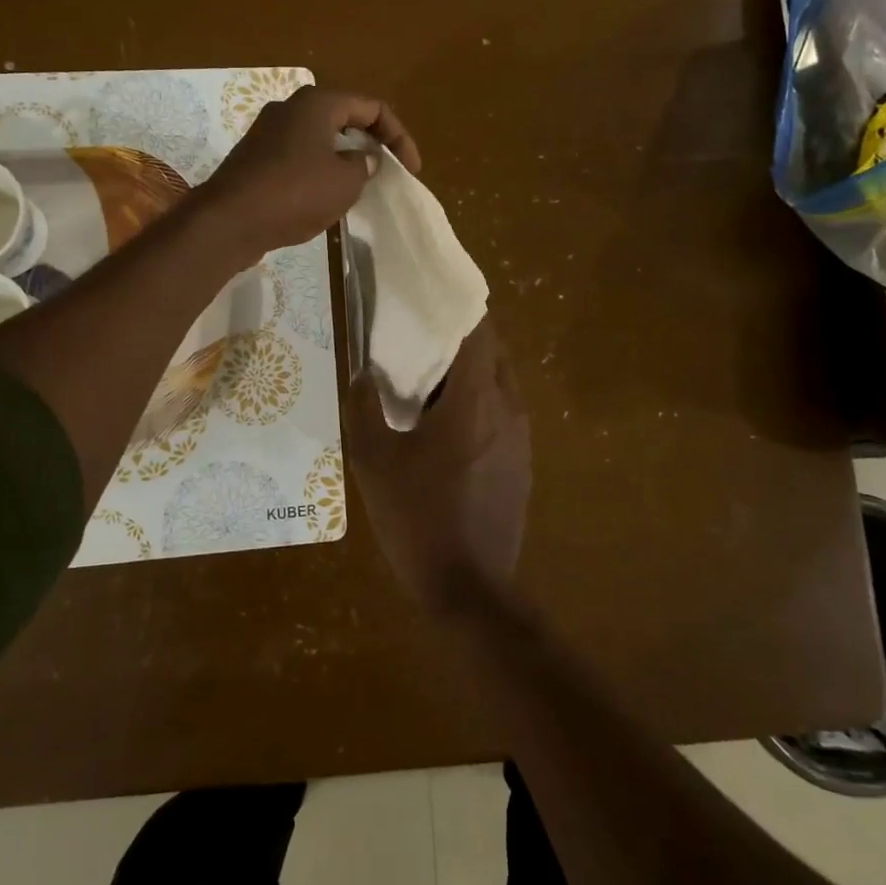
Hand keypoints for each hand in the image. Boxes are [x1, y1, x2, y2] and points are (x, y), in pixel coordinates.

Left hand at [199, 86, 419, 265]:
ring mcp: (268, 133)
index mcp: (317, 103)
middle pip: (344, 119)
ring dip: (343, 161)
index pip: (372, 107)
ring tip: (358, 188)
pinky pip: (298, 159)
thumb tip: (364, 159)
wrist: (229, 220)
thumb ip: (364, 165)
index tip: (410, 170)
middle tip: (385, 174)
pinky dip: (318, 173)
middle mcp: (290, 109)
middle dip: (370, 145)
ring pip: (319, 140)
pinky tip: (323, 200)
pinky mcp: (255, 159)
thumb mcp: (345, 181)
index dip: (398, 137)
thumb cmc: (295, 193)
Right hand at [345, 320, 531, 615]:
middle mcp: (508, 409)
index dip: (457, 306)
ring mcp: (521, 438)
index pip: (478, 330)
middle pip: (492, 353)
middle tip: (421, 337)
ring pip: (500, 383)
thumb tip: (363, 373)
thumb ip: (364, 408)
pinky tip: (447, 426)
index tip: (431, 295)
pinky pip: (502, 414)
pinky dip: (479, 402)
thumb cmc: (417, 517)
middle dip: (461, 338)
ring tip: (430, 380)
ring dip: (470, 372)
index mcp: (475, 400)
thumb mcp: (373, 461)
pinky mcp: (522, 463)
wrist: (468, 589)